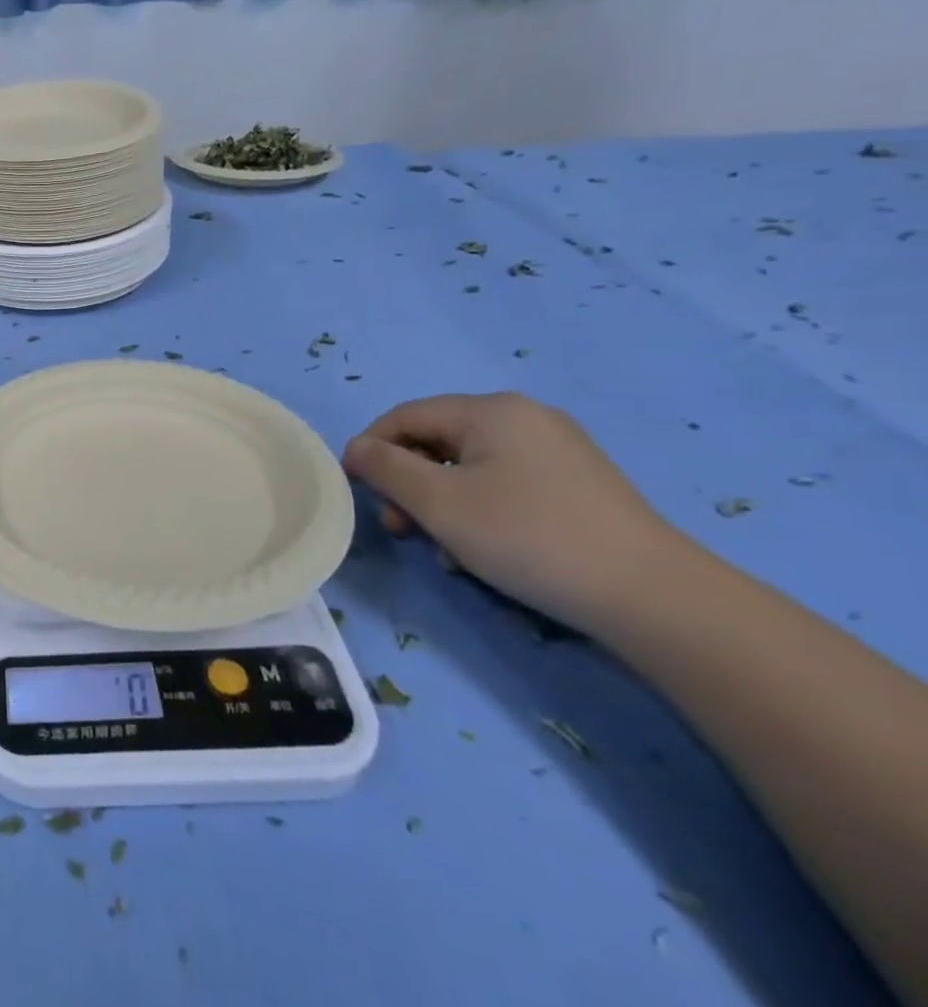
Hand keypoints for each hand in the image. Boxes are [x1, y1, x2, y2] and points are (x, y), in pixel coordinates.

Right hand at [342, 392, 682, 634]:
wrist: (651, 596)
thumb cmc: (527, 536)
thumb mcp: (438, 502)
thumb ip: (386, 468)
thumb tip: (356, 447)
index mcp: (491, 410)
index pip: (405, 416)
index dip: (371, 448)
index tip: (355, 490)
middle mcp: (525, 418)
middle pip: (438, 441)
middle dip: (409, 484)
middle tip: (401, 530)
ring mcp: (557, 450)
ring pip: (469, 468)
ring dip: (442, 504)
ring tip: (445, 550)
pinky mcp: (577, 484)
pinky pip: (505, 484)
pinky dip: (480, 511)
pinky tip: (485, 551)